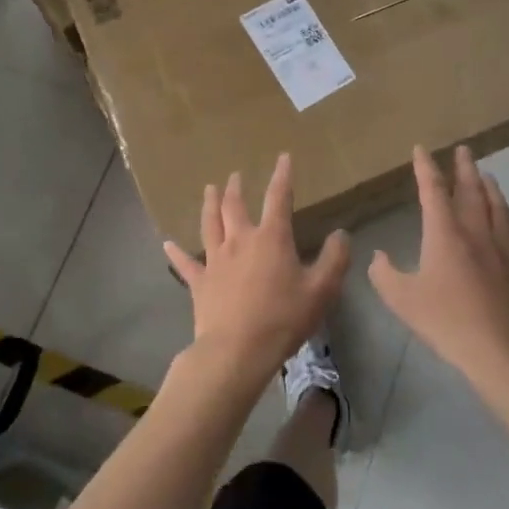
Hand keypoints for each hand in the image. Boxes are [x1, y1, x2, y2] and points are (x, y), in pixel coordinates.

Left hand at [163, 153, 349, 383]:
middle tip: (235, 175)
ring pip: (210, 224)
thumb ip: (334, 259)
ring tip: (209, 189)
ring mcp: (215, 260)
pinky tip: (167, 244)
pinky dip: (176, 253)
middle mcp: (240, 241)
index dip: (282, 176)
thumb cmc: (283, 318)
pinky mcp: (199, 282)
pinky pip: (185, 263)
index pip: (278, 198)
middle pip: (235, 206)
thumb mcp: (321, 290)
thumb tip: (341, 234)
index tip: (283, 157)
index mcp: (271, 238)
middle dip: (236, 188)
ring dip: (210, 205)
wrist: (237, 350)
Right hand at [369, 146, 508, 379]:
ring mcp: (504, 246)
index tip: (421, 150)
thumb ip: (385, 274)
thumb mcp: (402, 300)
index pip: (433, 190)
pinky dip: (508, 214)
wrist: (502, 350)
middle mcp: (476, 230)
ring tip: (485, 174)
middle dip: (464, 167)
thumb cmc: (447, 321)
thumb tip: (378, 257)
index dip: (425, 167)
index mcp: (445, 233)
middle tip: (463, 149)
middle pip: (471, 189)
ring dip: (489, 186)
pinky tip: (508, 216)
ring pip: (497, 205)